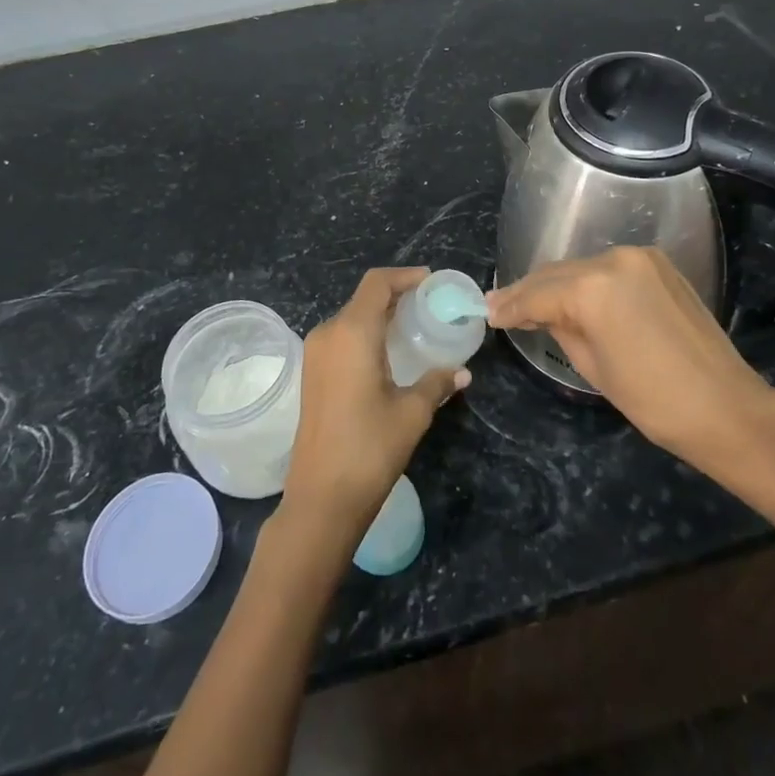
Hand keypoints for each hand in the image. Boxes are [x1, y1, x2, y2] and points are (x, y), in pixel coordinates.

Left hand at [282, 268, 469, 542]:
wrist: (321, 498)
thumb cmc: (369, 448)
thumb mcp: (412, 413)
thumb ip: (436, 383)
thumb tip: (462, 372)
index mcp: (352, 332)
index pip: (377, 284)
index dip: (405, 276)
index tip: (431, 282)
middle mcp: (328, 333)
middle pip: (364, 298)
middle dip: (396, 296)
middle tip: (429, 306)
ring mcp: (315, 354)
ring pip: (351, 318)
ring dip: (380, 316)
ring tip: (413, 327)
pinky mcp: (311, 374)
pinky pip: (341, 338)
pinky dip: (366, 334)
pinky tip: (388, 354)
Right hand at [486, 246, 774, 473]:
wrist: (725, 406)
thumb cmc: (653, 399)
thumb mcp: (592, 366)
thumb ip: (559, 327)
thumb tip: (539, 312)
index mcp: (592, 287)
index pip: (538, 293)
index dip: (510, 305)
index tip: (488, 312)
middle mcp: (614, 259)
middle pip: (558, 273)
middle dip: (530, 291)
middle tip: (501, 306)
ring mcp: (640, 257)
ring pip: (583, 267)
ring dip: (559, 284)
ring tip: (535, 303)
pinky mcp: (659, 264)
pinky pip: (611, 269)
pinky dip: (590, 282)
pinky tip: (577, 296)